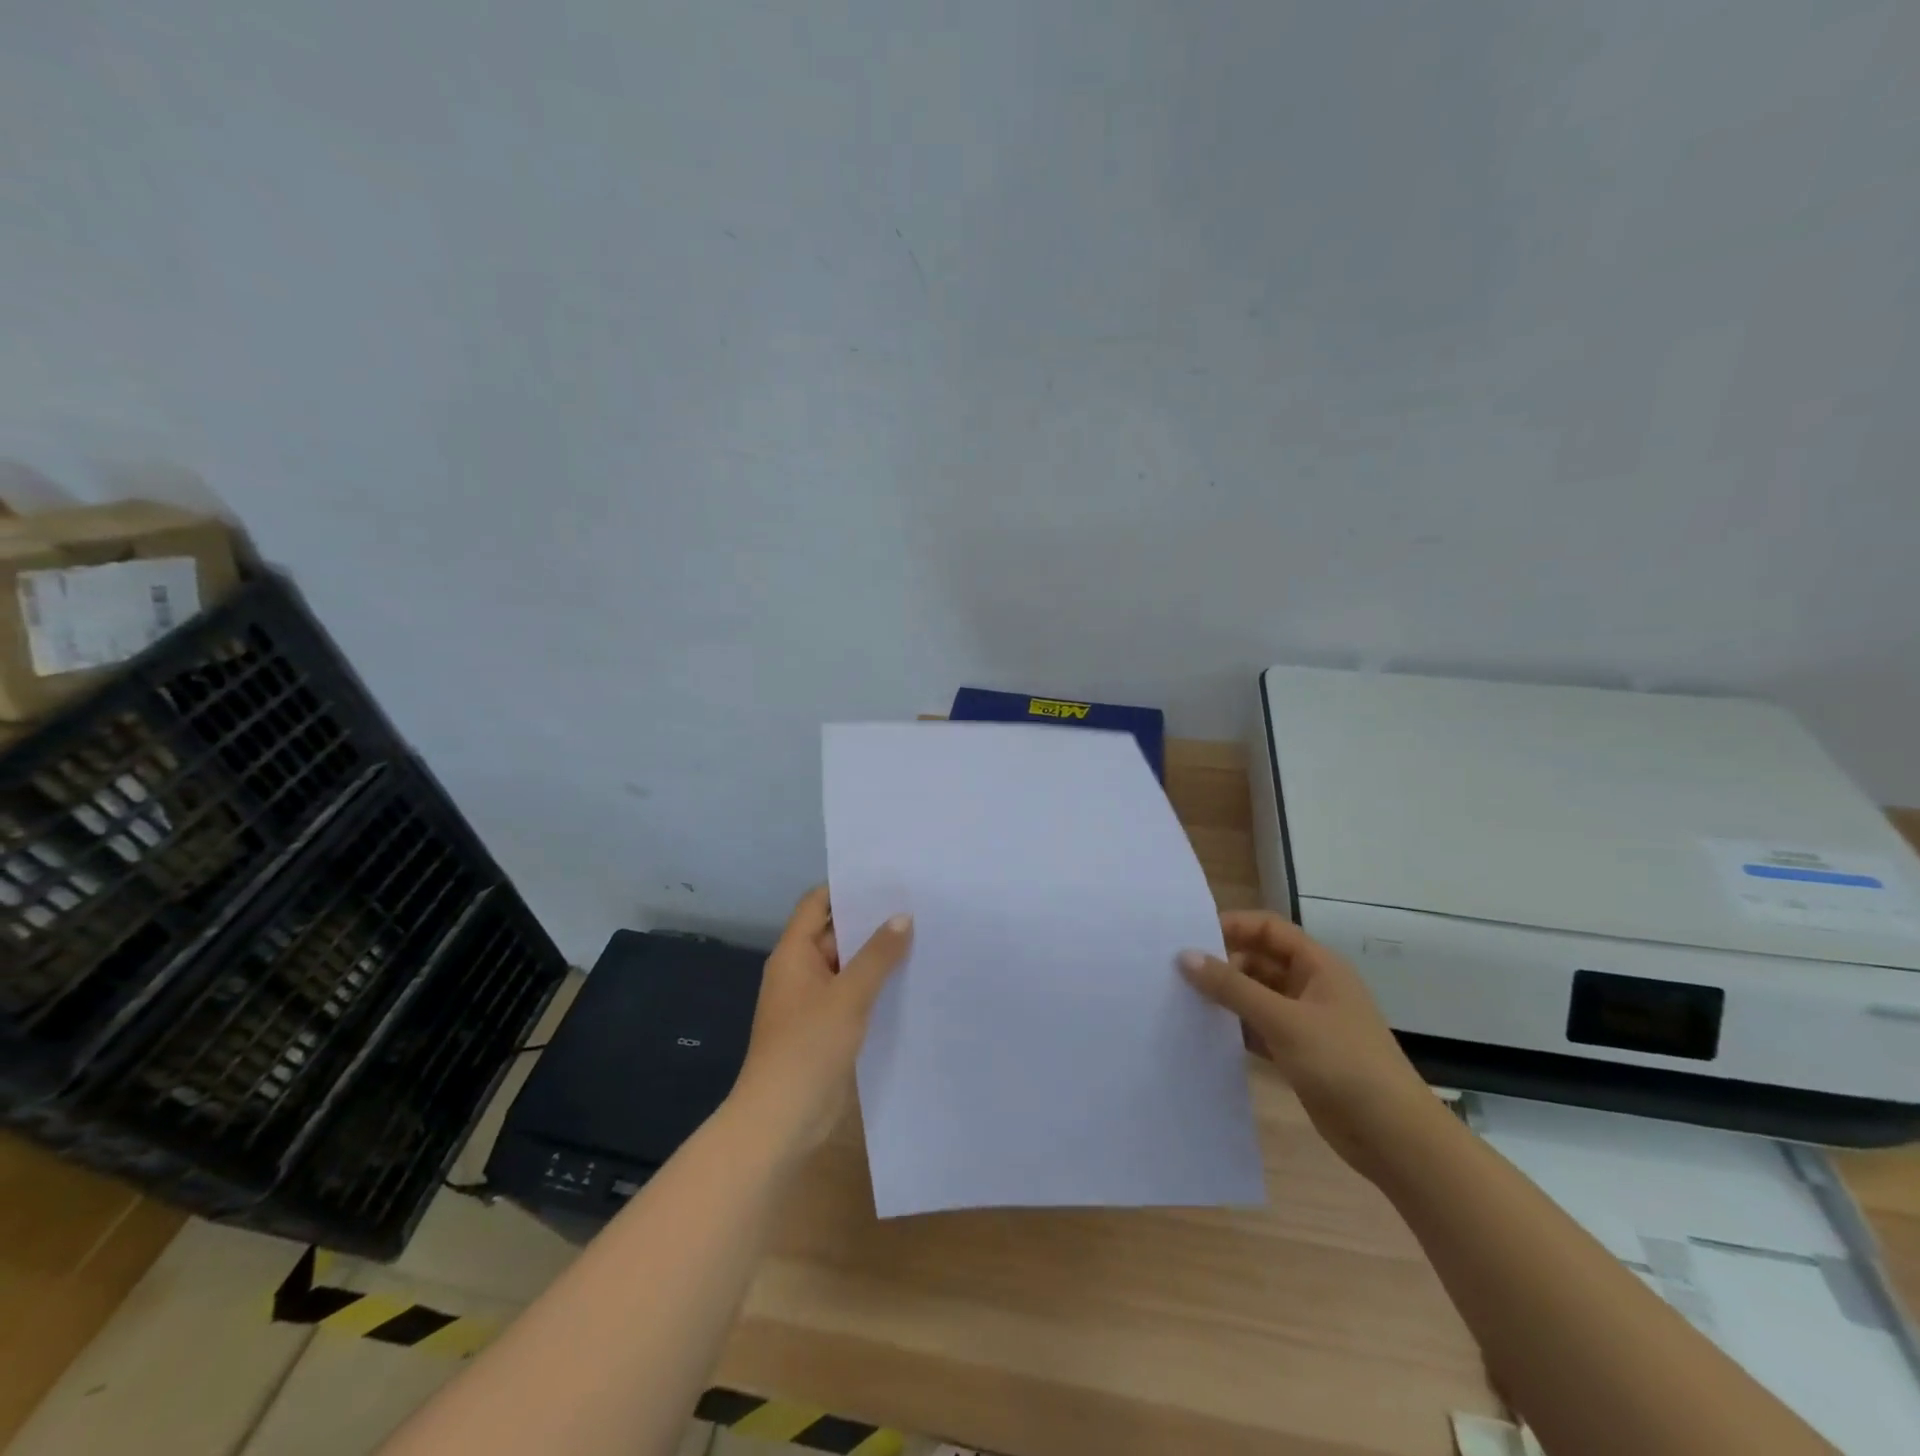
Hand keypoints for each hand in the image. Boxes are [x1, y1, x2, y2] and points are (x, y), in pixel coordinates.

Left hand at [729, 887, 913, 1154]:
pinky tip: (909, 981)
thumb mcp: (848, 996)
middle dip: (870, 921)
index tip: (887, 878)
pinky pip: (851, 994)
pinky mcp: (825, 1028)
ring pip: (846, 966)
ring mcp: (812, 1001)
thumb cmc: (808, 1047)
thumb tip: (903, 917)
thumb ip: (877, 955)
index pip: (817, 903)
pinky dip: (874, 985)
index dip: (847, 888)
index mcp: (794, 954)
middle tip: (916, 904)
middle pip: (834, 933)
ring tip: (922, 936)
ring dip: (876, 956)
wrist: (781, 1120)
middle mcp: (800, 971)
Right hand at [1179, 911, 1441, 1181]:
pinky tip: (1206, 1034)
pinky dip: (1236, 1028)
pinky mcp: (1300, 1053)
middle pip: (1259, 960)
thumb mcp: (1284, 1020)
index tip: (1190, 937)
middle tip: (1178, 973)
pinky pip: (1259, 1028)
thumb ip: (1233, 987)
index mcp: (1318, 966)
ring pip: (1257, 996)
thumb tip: (1185, 956)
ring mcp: (1306, 1021)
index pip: (1268, 929)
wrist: (1395, 1138)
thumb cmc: (1343, 1064)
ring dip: (1227, 997)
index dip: (1232, 926)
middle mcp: (1312, 986)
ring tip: (1183, 1001)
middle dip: (1223, 964)